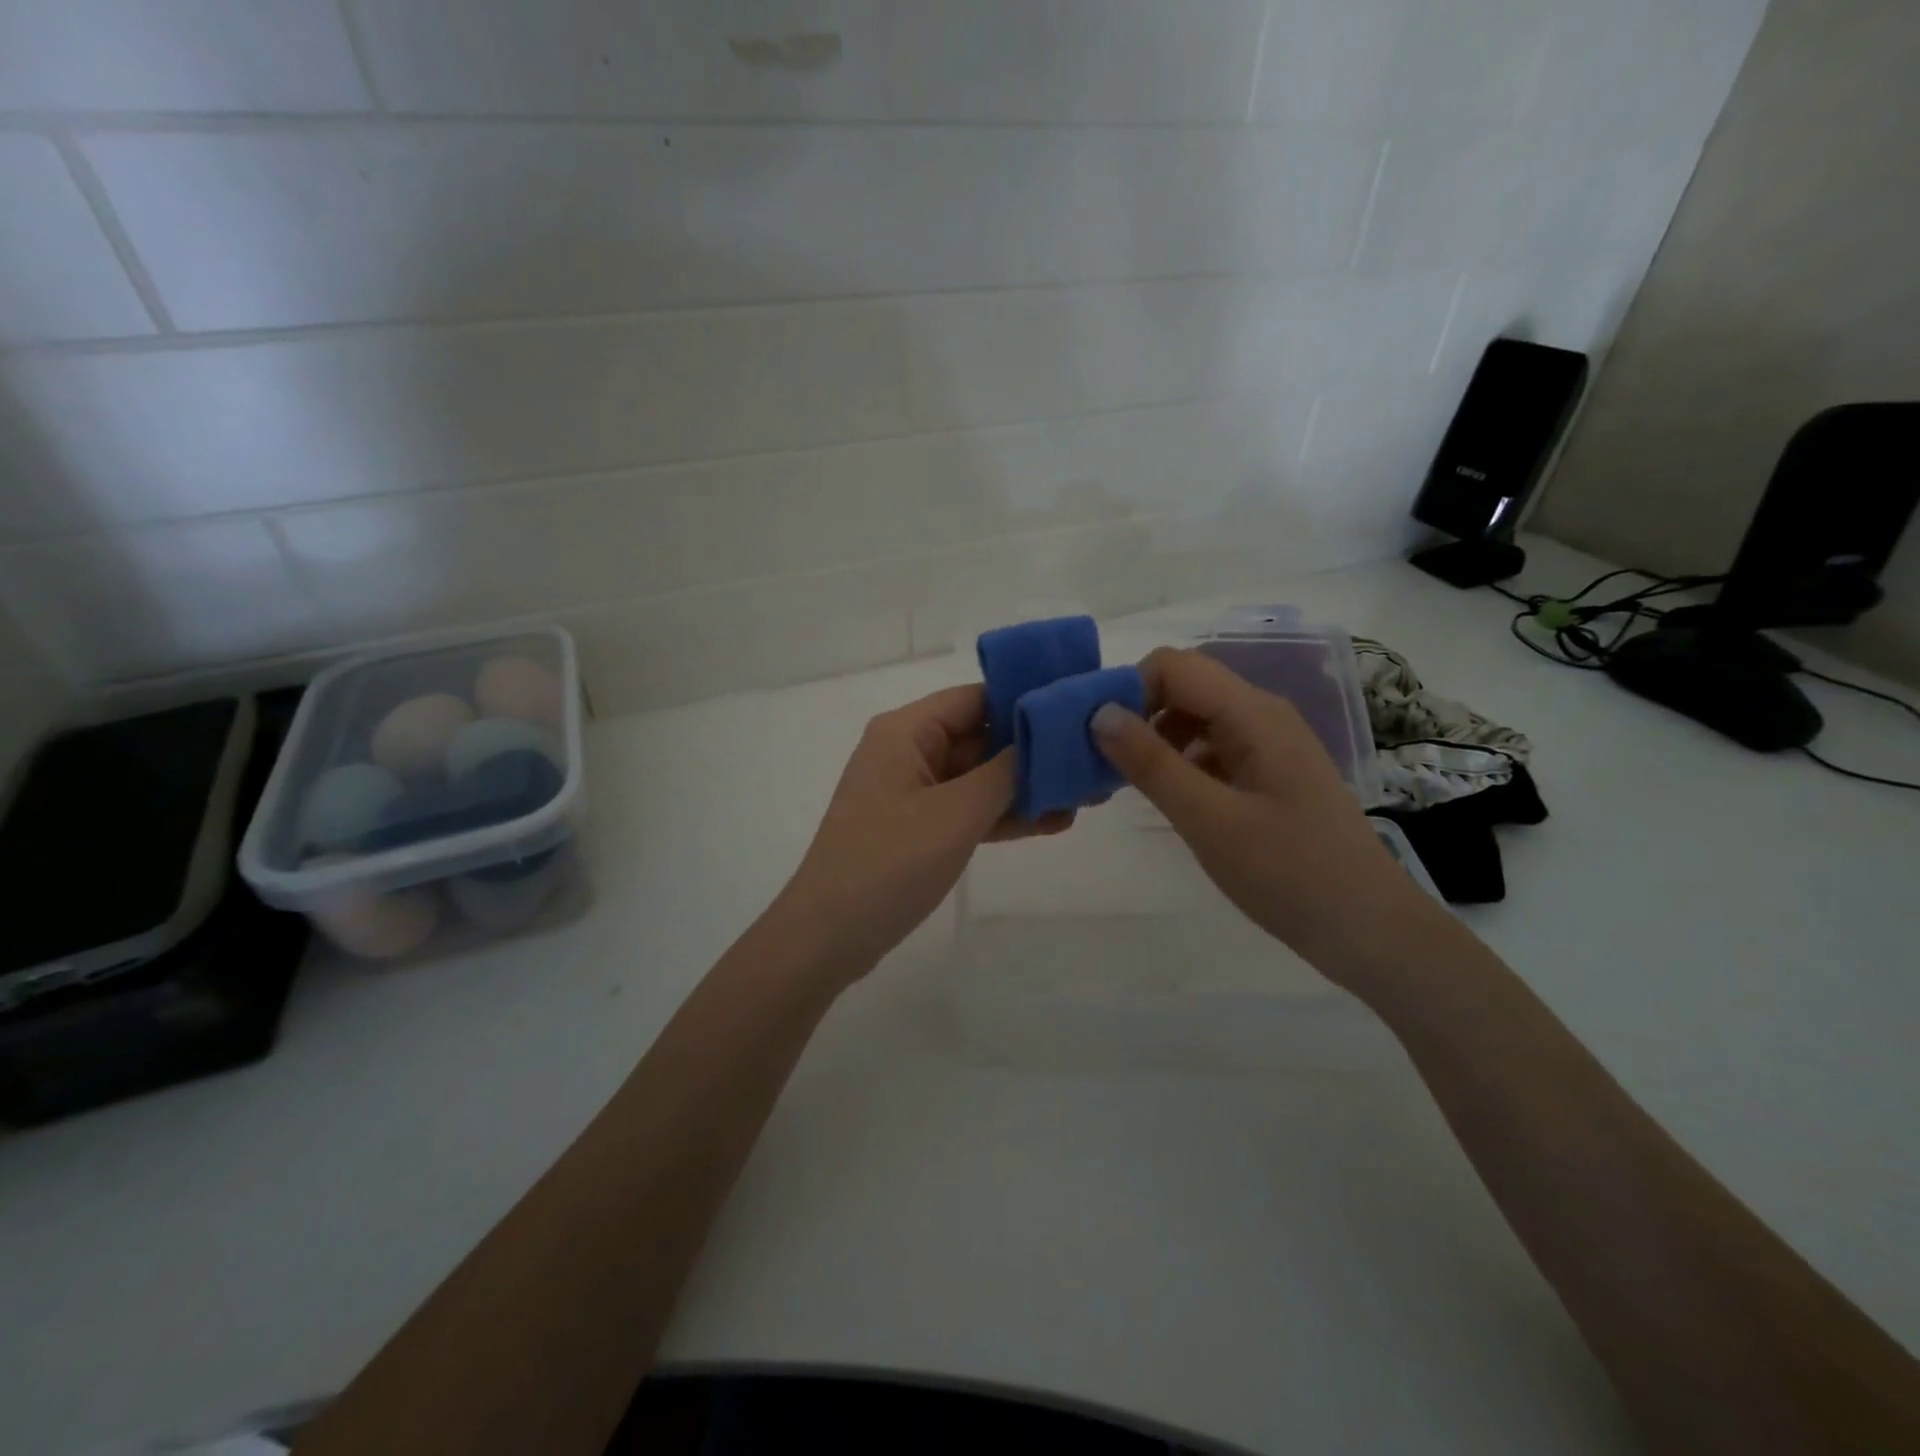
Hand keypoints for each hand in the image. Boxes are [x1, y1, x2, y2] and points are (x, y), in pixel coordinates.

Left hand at [775, 684, 1071, 977]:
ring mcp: (912, 792)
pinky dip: (1003, 815)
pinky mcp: (918, 828)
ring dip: (1025, 788)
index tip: (1078, 712)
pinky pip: (968, 810)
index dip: (1026, 701)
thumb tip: (1045, 738)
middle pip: (980, 737)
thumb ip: (1005, 772)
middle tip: (1093, 759)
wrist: (829, 937)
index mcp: (906, 731)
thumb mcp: (955, 814)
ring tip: (1085, 795)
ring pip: (978, 777)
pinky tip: (1053, 822)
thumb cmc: (889, 863)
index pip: (976, 698)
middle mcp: (908, 752)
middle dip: (1033, 751)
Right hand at [1091, 647, 1430, 983]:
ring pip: (1196, 718)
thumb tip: (1099, 713)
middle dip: (1138, 714)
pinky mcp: (1270, 772)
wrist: (1367, 929)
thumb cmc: (1288, 874)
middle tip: (1105, 763)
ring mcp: (1270, 744)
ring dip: (1156, 739)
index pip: (1174, 666)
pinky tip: (1168, 797)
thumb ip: (1151, 763)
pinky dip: (1181, 761)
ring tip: (1128, 784)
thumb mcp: (1208, 820)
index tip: (1096, 737)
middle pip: (1185, 687)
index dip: (1128, 689)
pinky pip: (1214, 747)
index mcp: (1253, 714)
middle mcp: (1262, 715)